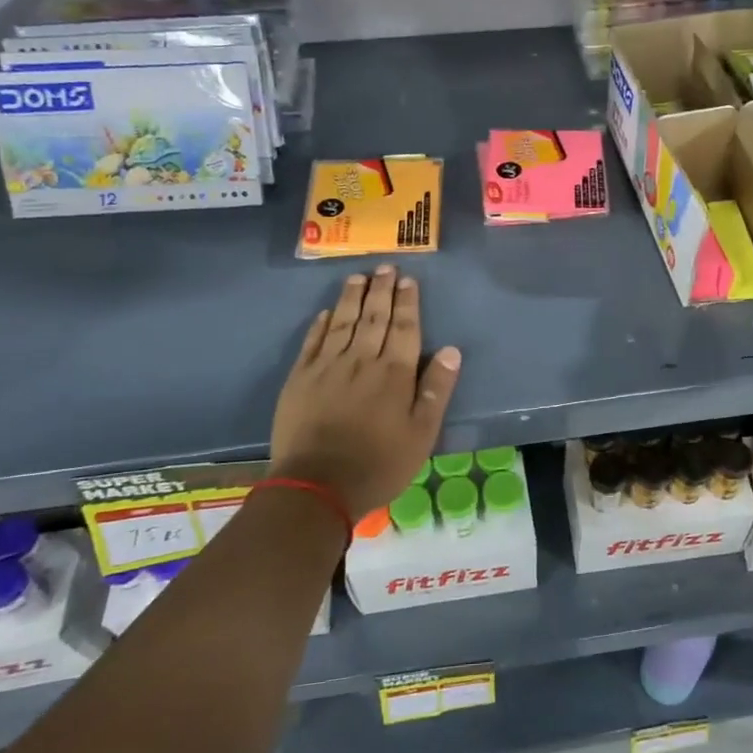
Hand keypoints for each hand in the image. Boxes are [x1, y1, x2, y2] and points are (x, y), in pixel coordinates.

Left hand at [270, 265, 462, 521]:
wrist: (316, 485)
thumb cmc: (378, 464)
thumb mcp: (421, 434)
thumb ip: (436, 390)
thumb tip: (452, 350)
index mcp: (394, 373)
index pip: (405, 328)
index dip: (407, 302)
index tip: (408, 280)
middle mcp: (362, 360)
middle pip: (374, 317)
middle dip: (381, 290)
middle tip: (385, 267)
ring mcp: (327, 367)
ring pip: (342, 322)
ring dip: (352, 297)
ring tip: (358, 277)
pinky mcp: (300, 379)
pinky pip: (313, 342)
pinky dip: (321, 324)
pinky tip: (327, 312)